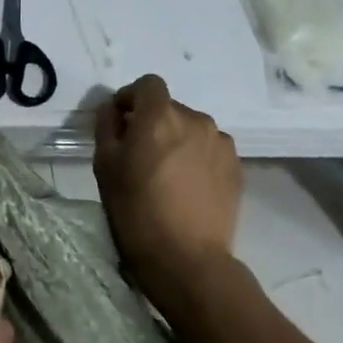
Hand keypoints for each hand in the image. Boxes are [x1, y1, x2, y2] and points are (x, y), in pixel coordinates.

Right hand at [94, 74, 242, 297]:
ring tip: (167, 173)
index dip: (131, 97)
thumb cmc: (136, 209)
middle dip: (153, 122)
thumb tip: (114, 109)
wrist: (187, 259)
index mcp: (160, 115)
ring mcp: (221, 143)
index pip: (148, 84)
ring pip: (191, 128)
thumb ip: (107, 126)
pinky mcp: (237, 167)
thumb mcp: (105, 165)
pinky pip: (210, 149)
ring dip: (177, 139)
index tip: (121, 121)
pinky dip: (197, 157)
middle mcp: (195, 120)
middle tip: (140, 154)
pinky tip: (188, 186)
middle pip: (170, 107)